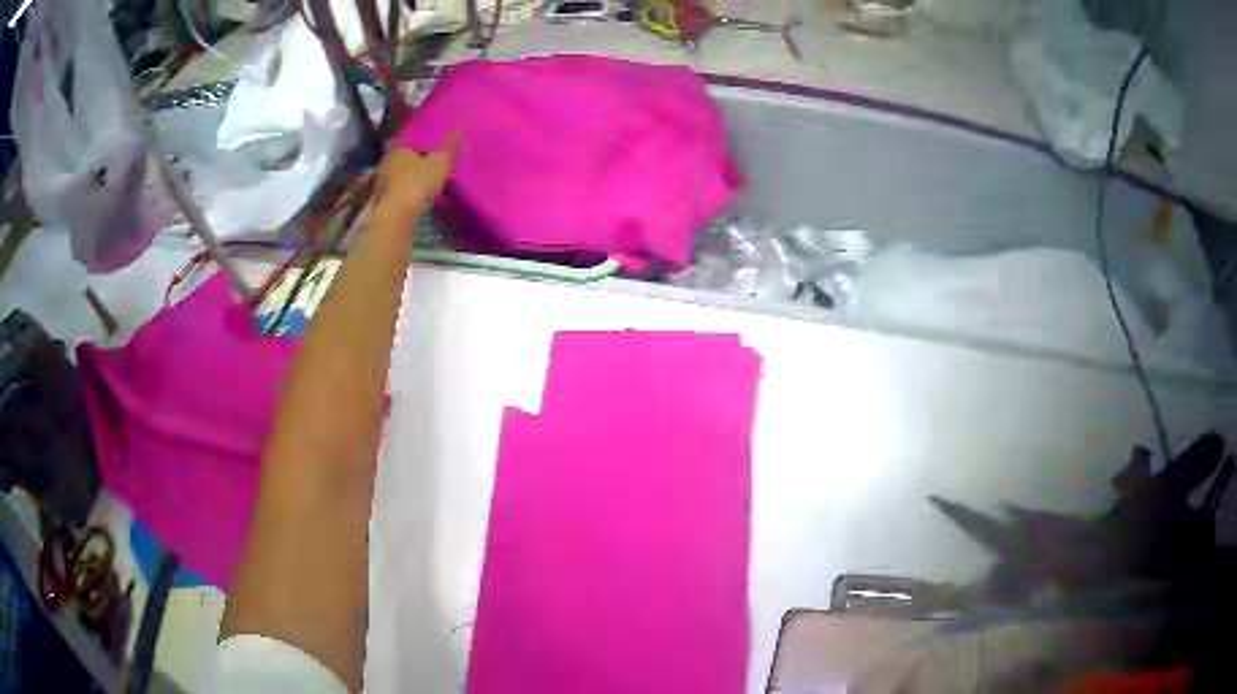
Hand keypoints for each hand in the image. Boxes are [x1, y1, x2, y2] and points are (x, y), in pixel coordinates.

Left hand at [372, 135, 460, 224]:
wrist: (397, 215)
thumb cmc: (419, 182)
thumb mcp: (441, 163)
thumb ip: (450, 149)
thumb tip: (458, 132)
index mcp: (398, 148)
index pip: (406, 141)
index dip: (417, 145)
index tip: (428, 149)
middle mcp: (385, 163)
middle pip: (399, 160)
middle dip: (410, 163)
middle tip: (425, 167)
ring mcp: (380, 183)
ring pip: (394, 177)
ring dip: (404, 180)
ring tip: (419, 184)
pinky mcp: (380, 202)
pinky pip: (393, 194)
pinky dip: (401, 195)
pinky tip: (410, 199)